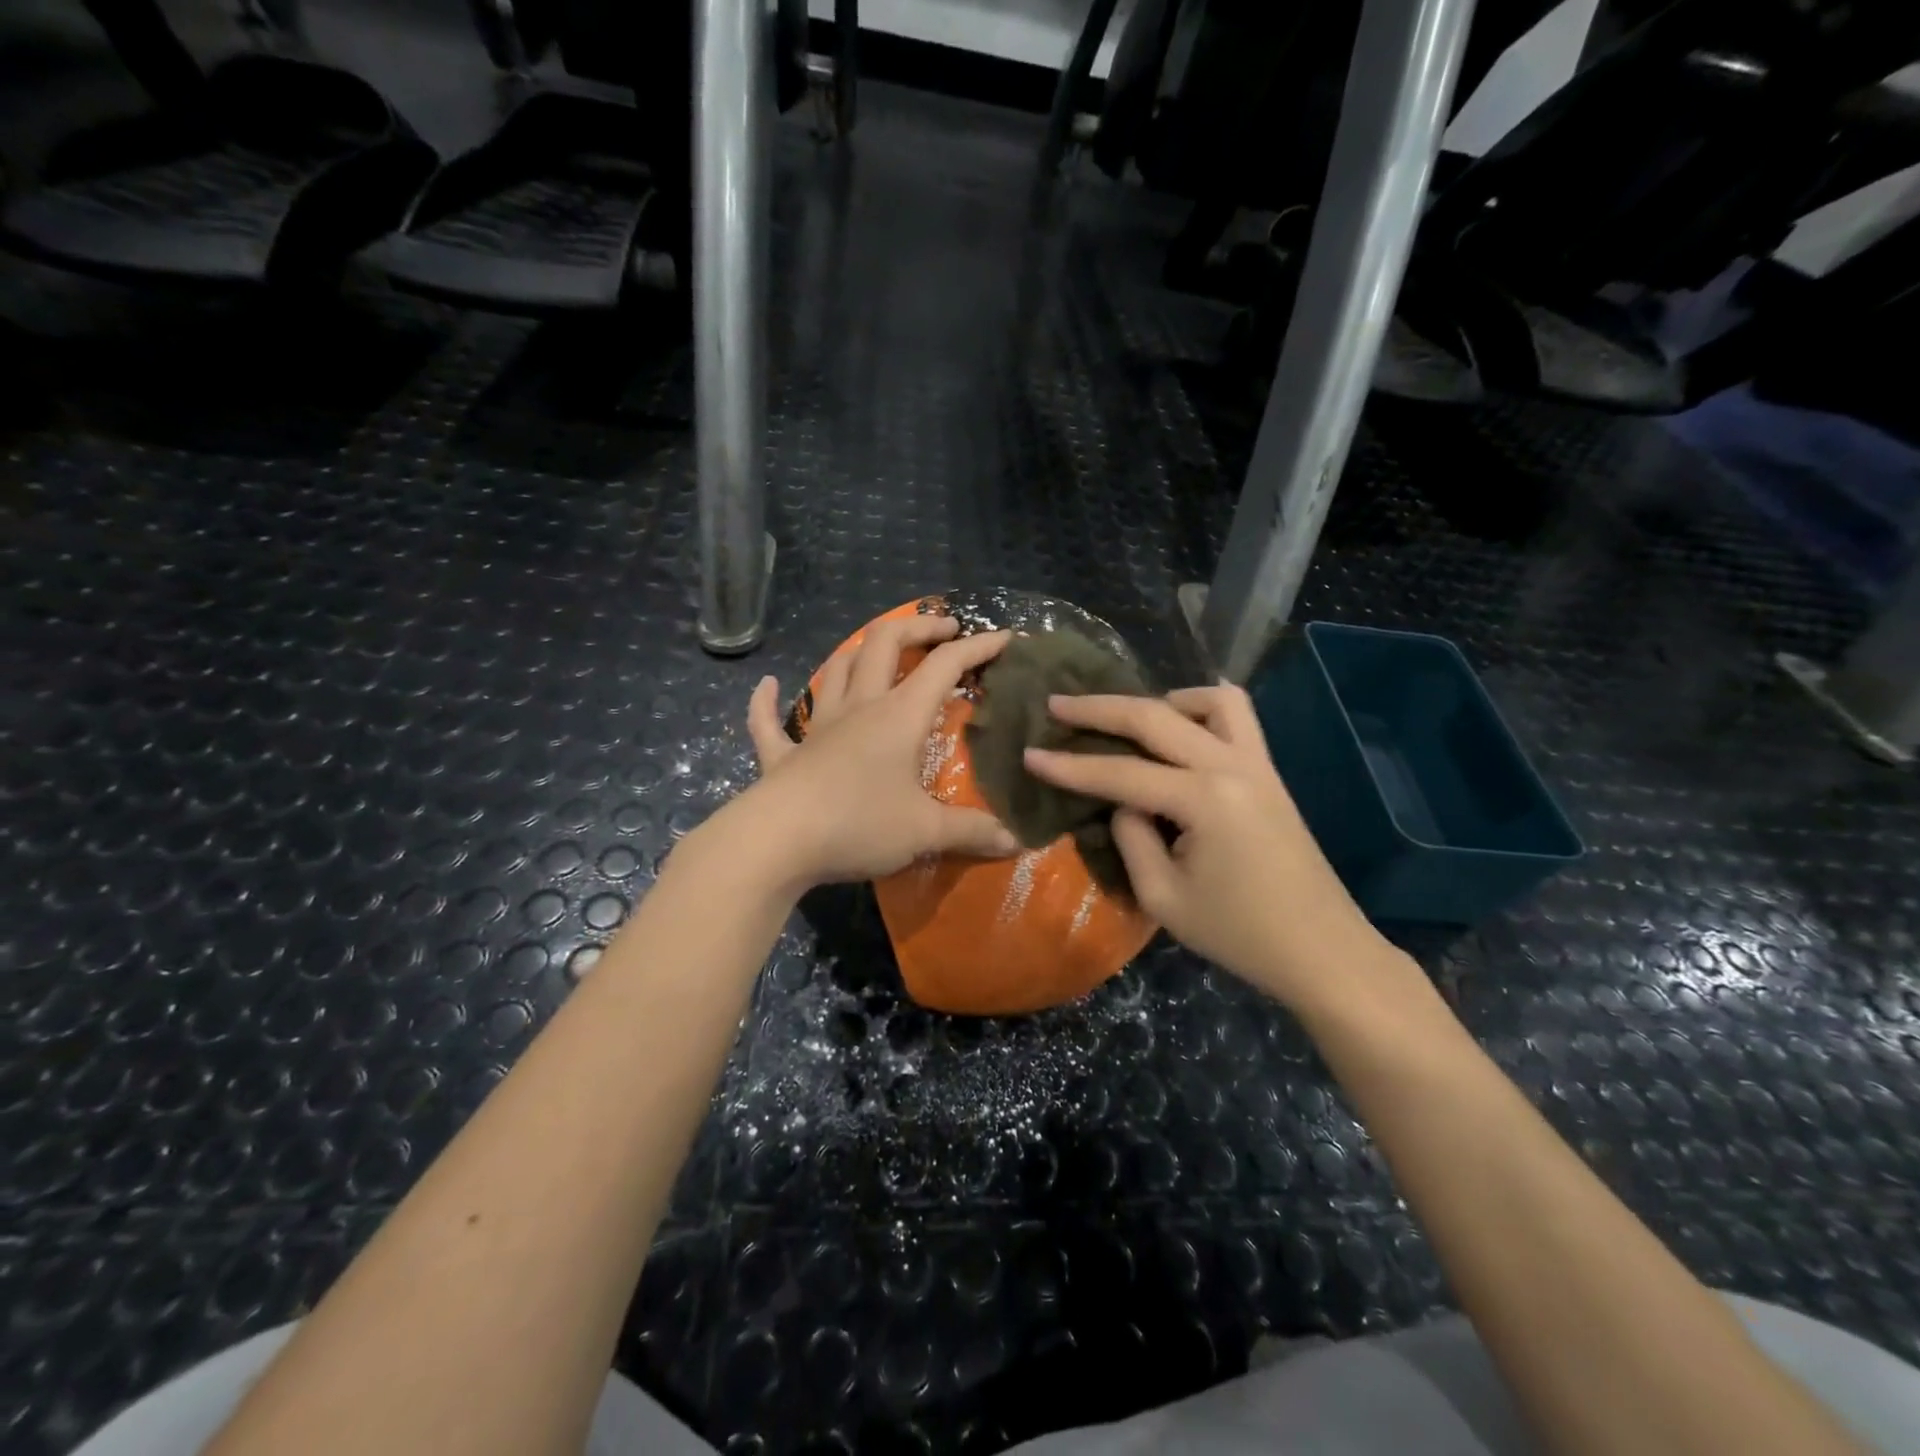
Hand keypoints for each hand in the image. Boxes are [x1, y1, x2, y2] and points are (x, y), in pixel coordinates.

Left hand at [738, 615, 1019, 889]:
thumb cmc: (858, 824)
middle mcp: (858, 708)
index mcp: (898, 716)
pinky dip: (767, 700)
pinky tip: (768, 685)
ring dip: (859, 652)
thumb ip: (972, 832)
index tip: (1004, 638)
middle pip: (884, 643)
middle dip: (916, 627)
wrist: (777, 841)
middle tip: (942, 629)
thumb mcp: (925, 831)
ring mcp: (816, 727)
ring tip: (878, 652)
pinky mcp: (783, 754)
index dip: (977, 647)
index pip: (944, 666)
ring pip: (836, 669)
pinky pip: (768, 720)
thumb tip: (1015, 842)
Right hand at [1025, 684, 1382, 1010]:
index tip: (1029, 755)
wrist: (1322, 952)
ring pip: (1209, 699)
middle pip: (1155, 717)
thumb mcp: (1164, 898)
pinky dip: (1201, 711)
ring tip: (1131, 721)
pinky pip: (1237, 718)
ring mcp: (1257, 763)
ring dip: (1162, 701)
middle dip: (1099, 708)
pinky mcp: (1268, 773)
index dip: (1069, 766)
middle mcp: (1231, 766)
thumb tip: (1123, 802)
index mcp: (1203, 800)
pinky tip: (1180, 733)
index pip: (1120, 773)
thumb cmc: (1239, 934)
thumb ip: (1131, 838)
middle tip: (1057, 705)